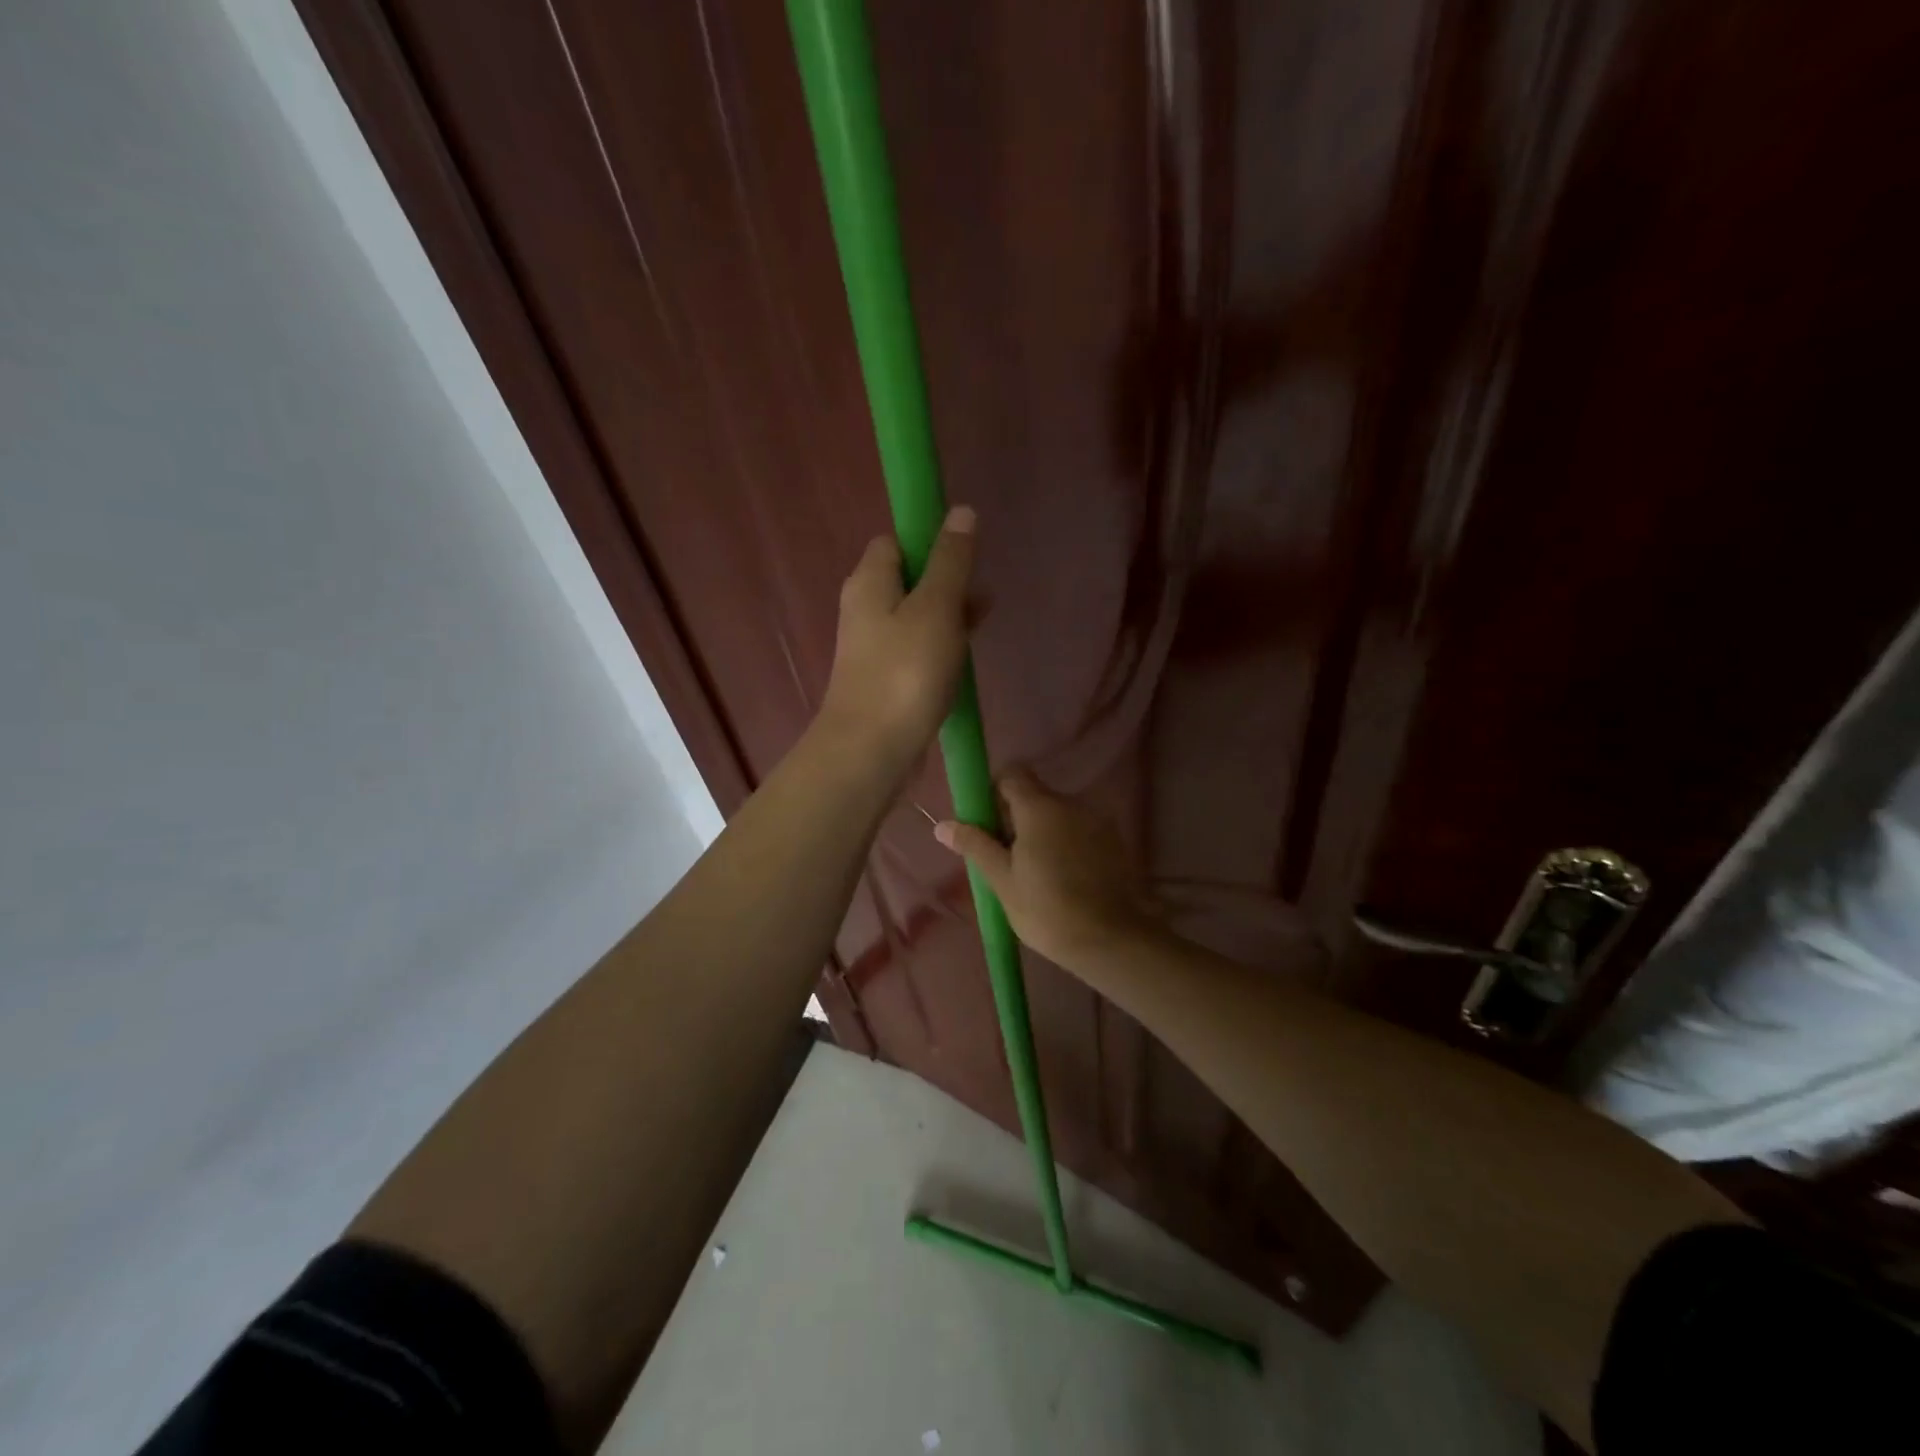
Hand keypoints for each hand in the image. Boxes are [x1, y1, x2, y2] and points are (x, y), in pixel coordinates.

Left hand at [816, 506, 976, 776]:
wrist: (871, 751)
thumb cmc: (904, 672)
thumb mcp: (936, 608)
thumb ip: (950, 561)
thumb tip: (961, 511)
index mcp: (869, 581)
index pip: (897, 540)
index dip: (931, 540)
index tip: (965, 557)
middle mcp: (865, 608)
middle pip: (909, 578)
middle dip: (947, 582)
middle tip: (981, 597)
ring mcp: (873, 647)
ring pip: (917, 617)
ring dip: (948, 618)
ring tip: (982, 626)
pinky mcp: (885, 679)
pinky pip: (917, 651)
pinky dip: (940, 649)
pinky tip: (964, 662)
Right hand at [934, 772, 1158, 971]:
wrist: (1115, 940)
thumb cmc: (1049, 911)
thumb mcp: (1003, 881)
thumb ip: (975, 846)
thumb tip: (942, 824)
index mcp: (1039, 807)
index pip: (1011, 775)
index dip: (993, 793)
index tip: (985, 824)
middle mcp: (1070, 804)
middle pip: (1034, 796)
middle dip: (1015, 819)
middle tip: (1003, 859)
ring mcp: (1096, 822)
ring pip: (1057, 816)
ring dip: (1041, 834)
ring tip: (1034, 876)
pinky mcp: (1114, 842)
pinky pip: (1079, 832)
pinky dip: (1066, 846)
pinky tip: (1063, 881)